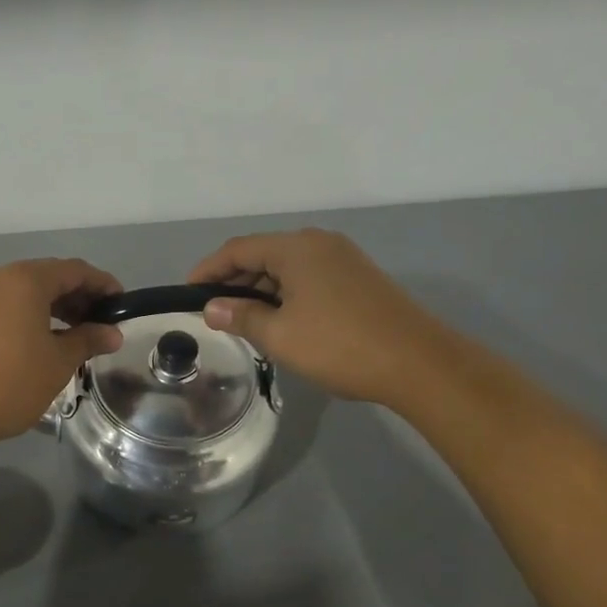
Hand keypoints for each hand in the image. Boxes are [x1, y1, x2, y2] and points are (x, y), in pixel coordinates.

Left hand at [0, 258, 124, 449]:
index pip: (74, 270)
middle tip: (101, 323)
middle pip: (48, 276)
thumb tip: (112, 333)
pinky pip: (6, 304)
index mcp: (25, 279)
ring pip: (25, 291)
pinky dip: (30, 314)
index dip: (102, 284)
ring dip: (54, 306)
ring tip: (76, 334)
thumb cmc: (9, 382)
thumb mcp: (58, 363)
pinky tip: (43, 340)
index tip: (122, 305)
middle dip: (78, 296)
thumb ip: (88, 340)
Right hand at [189, 229, 452, 406]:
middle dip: (234, 281)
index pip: (237, 249)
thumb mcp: (280, 335)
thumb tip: (211, 308)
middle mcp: (319, 243)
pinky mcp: (359, 279)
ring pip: (287, 267)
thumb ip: (240, 316)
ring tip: (242, 320)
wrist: (419, 363)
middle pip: (262, 254)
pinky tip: (280, 320)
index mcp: (296, 248)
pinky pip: (308, 277)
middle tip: (213, 312)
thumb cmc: (340, 345)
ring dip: (260, 290)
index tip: (187, 294)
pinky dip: (285, 294)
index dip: (208, 270)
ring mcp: (343, 259)